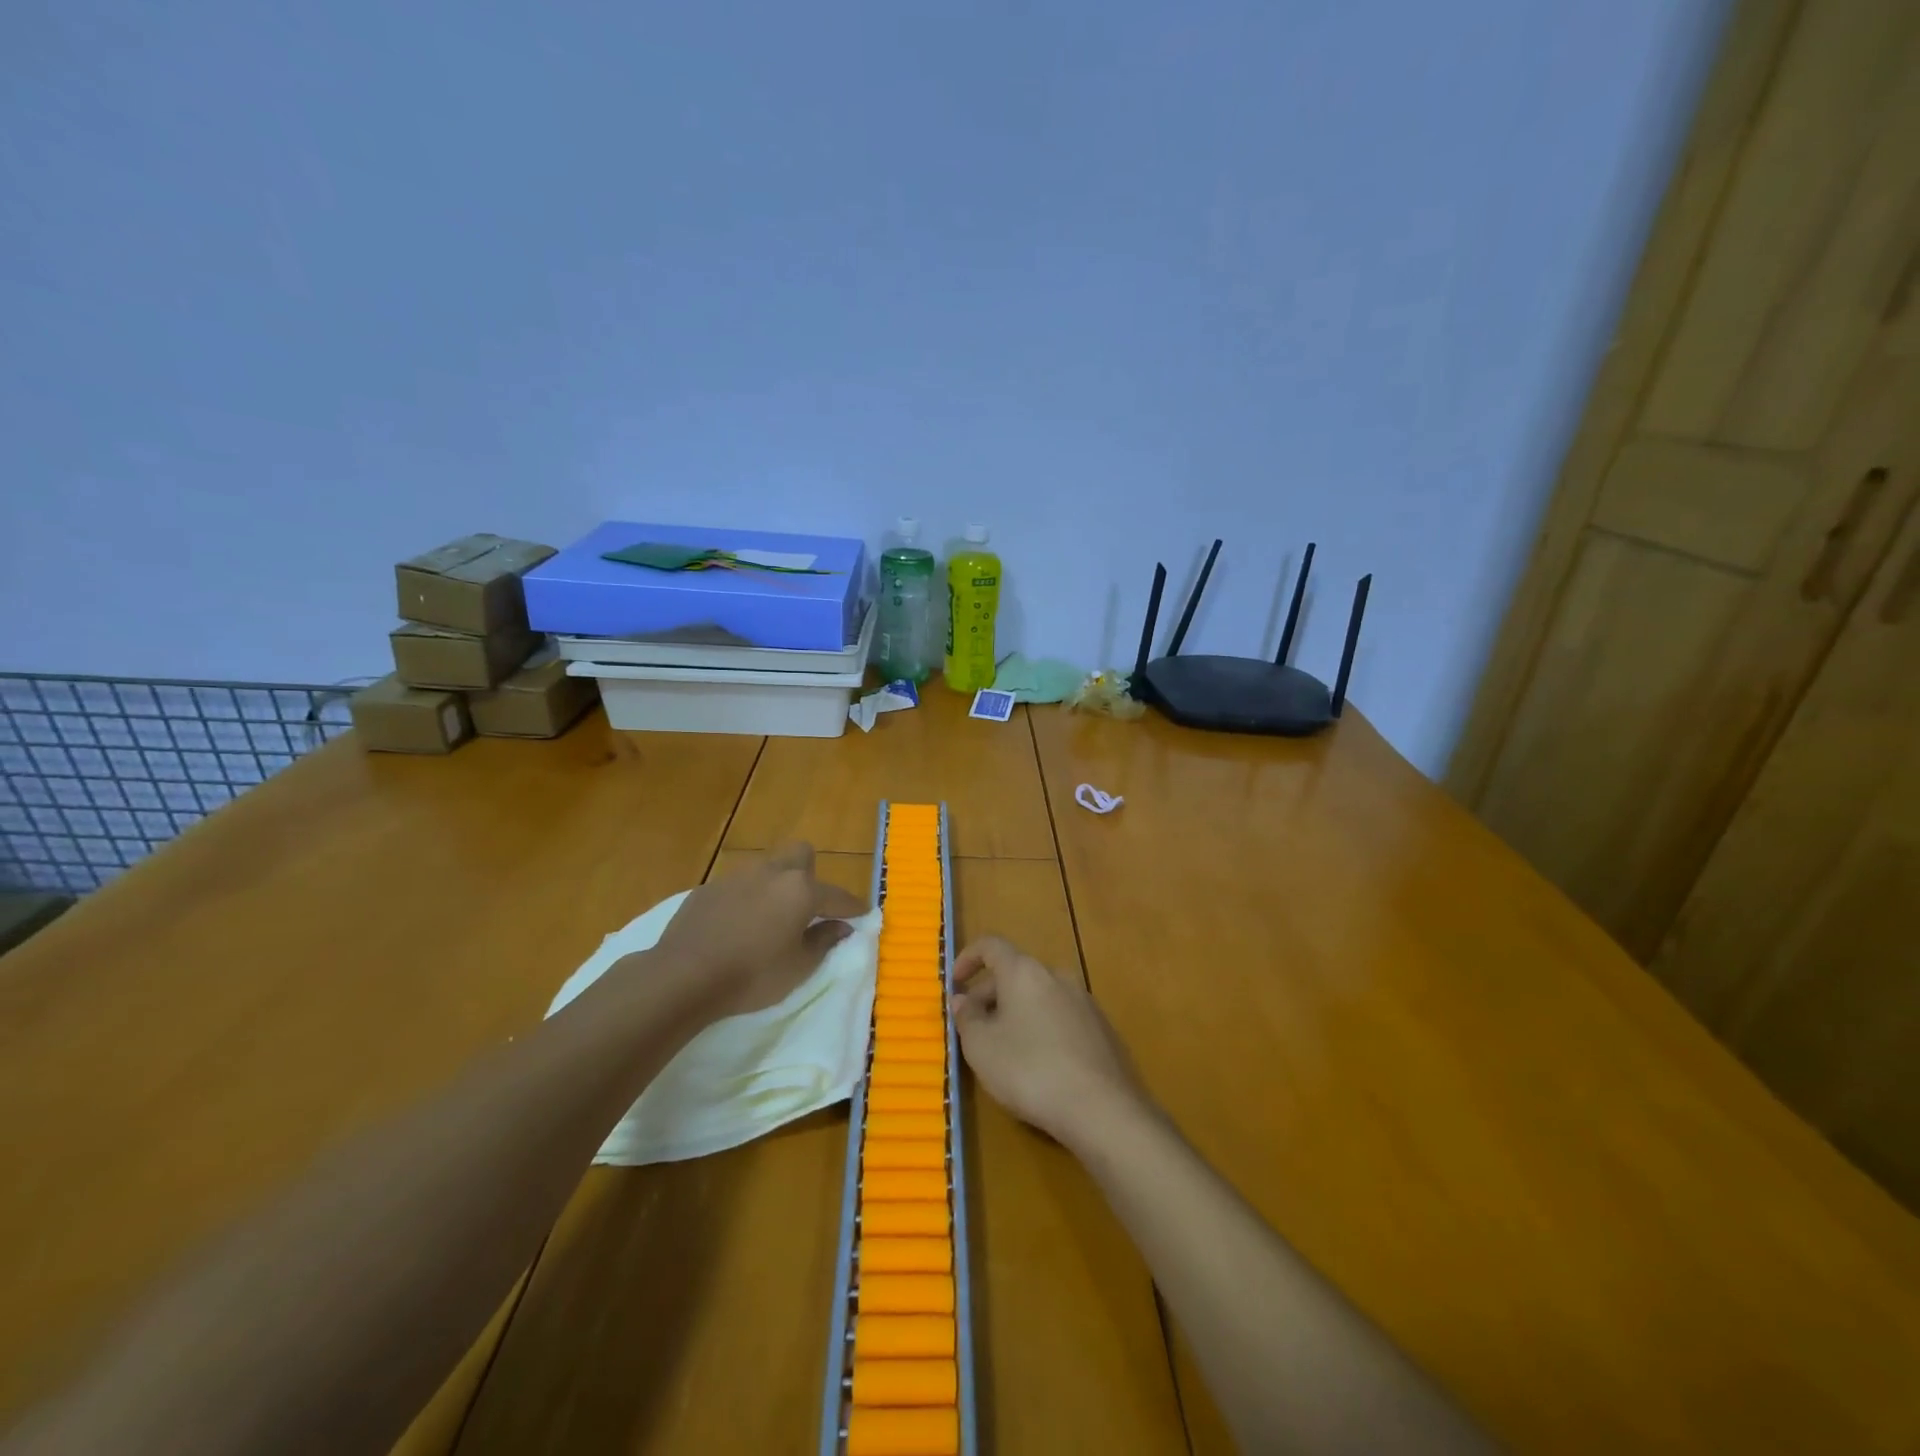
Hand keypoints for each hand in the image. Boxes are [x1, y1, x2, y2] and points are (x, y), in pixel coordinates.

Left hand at [654, 842, 866, 1021]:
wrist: (683, 976)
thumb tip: (842, 927)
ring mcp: (737, 876)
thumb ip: (824, 941)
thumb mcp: (798, 967)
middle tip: (808, 906)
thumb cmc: (752, 975)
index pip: (837, 895)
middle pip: (801, 855)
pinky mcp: (708, 888)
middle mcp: (772, 873)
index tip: (862, 914)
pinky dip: (746, 899)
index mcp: (800, 890)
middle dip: (811, 873)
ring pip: (767, 867)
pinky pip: (738, 885)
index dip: (853, 906)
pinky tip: (737, 926)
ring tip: (770, 917)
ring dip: (776, 885)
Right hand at [950, 936, 1149, 1150]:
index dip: (968, 958)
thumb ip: (967, 1018)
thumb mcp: (982, 1048)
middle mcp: (1056, 975)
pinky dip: (1042, 1027)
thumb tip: (962, 999)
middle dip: (989, 995)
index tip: (955, 982)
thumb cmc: (1030, 1070)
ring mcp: (1084, 1001)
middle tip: (973, 1028)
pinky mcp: (1102, 1028)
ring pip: (1039, 996)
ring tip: (1004, 1048)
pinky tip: (1039, 1064)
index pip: (991, 946)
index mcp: (1024, 972)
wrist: (1103, 1108)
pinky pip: (1061, 1016)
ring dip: (1016, 1012)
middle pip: (1015, 973)